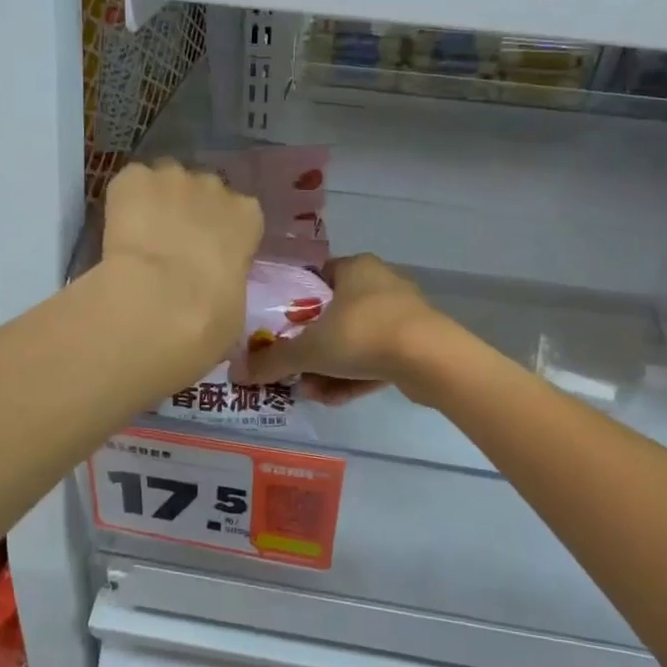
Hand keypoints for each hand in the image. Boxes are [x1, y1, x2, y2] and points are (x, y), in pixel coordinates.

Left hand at [100, 159, 264, 373]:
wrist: (158, 302)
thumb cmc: (209, 317)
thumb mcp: (234, 307)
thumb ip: (227, 282)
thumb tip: (213, 288)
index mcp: (248, 217)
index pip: (240, 214)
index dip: (222, 234)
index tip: (208, 257)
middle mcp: (215, 187)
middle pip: (203, 191)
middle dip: (190, 212)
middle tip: (172, 247)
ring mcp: (173, 177)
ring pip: (165, 182)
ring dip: (157, 201)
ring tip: (141, 235)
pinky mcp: (133, 178)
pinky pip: (130, 183)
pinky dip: (124, 200)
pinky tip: (118, 229)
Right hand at [234, 254, 453, 405]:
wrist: (431, 359)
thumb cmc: (363, 334)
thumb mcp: (310, 349)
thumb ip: (273, 360)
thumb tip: (236, 372)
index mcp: (355, 267)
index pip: (316, 279)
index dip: (293, 304)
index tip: (277, 331)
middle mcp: (379, 284)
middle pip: (333, 316)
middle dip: (310, 349)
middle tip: (292, 371)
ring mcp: (401, 314)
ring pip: (354, 342)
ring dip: (329, 368)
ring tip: (310, 392)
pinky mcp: (415, 344)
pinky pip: (375, 358)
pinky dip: (353, 376)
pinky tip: (333, 399)